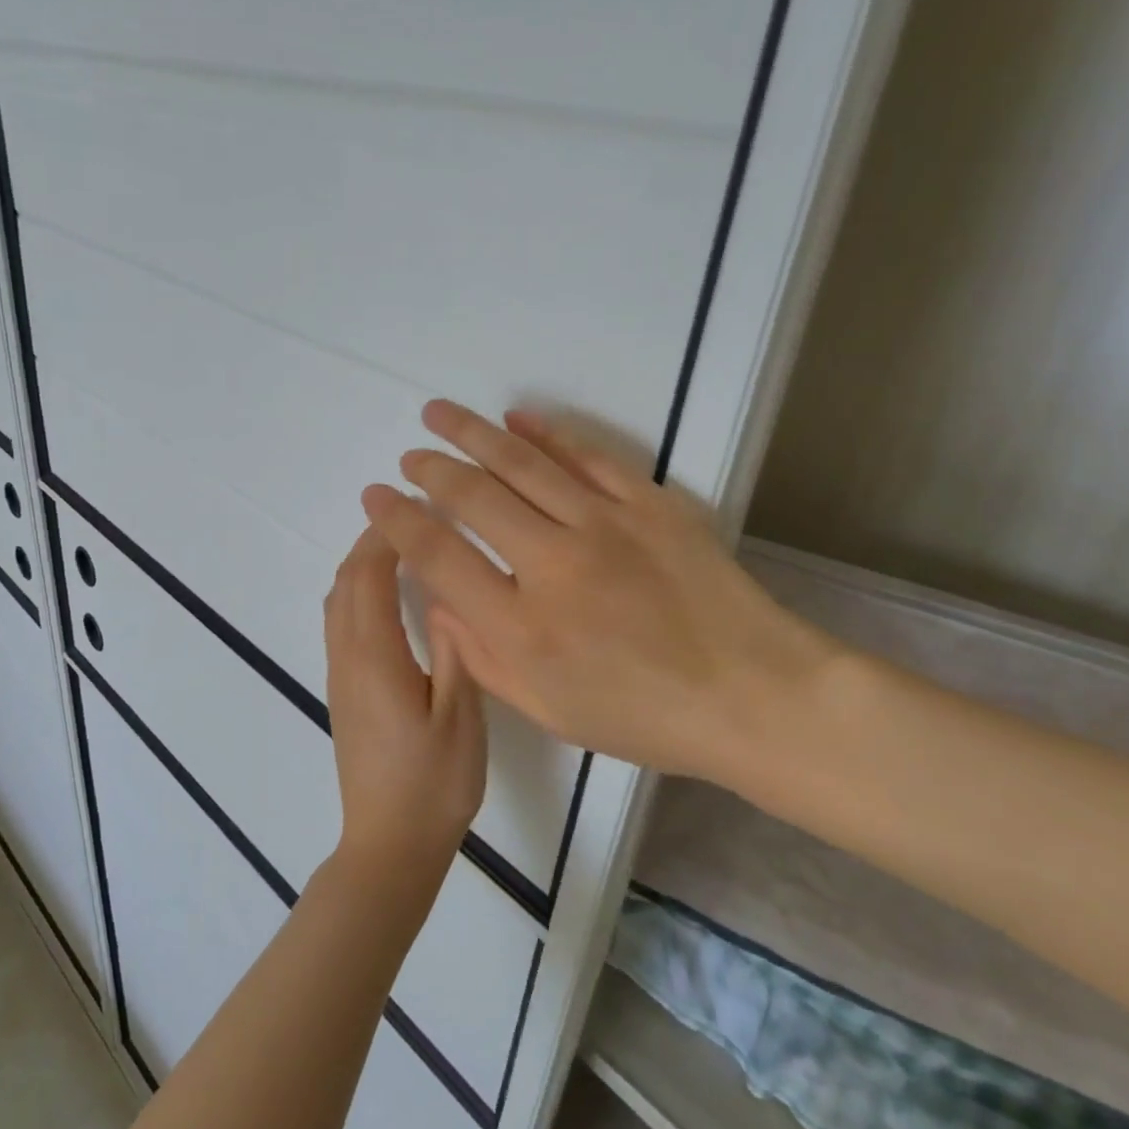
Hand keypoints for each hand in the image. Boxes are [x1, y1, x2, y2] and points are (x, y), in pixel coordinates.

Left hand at [324, 527, 487, 883]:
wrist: (389, 846)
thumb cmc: (434, 784)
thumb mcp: (460, 717)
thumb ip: (453, 650)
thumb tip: (447, 594)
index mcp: (376, 657)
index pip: (371, 576)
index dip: (389, 535)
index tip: (419, 507)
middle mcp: (347, 658)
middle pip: (346, 581)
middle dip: (372, 541)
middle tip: (412, 517)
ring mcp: (339, 677)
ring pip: (337, 601)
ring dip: (360, 564)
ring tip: (399, 546)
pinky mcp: (342, 693)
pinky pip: (339, 623)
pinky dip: (356, 591)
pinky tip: (384, 597)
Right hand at [360, 401, 840, 784]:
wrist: (750, 694)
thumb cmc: (645, 716)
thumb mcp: (549, 710)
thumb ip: (483, 657)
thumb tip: (439, 602)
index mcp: (522, 627)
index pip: (439, 556)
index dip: (400, 521)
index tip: (378, 497)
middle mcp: (553, 565)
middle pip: (473, 497)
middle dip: (431, 468)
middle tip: (410, 454)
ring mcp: (604, 525)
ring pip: (522, 464)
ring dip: (473, 434)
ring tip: (440, 412)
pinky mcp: (649, 504)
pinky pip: (588, 455)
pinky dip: (548, 433)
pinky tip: (519, 418)